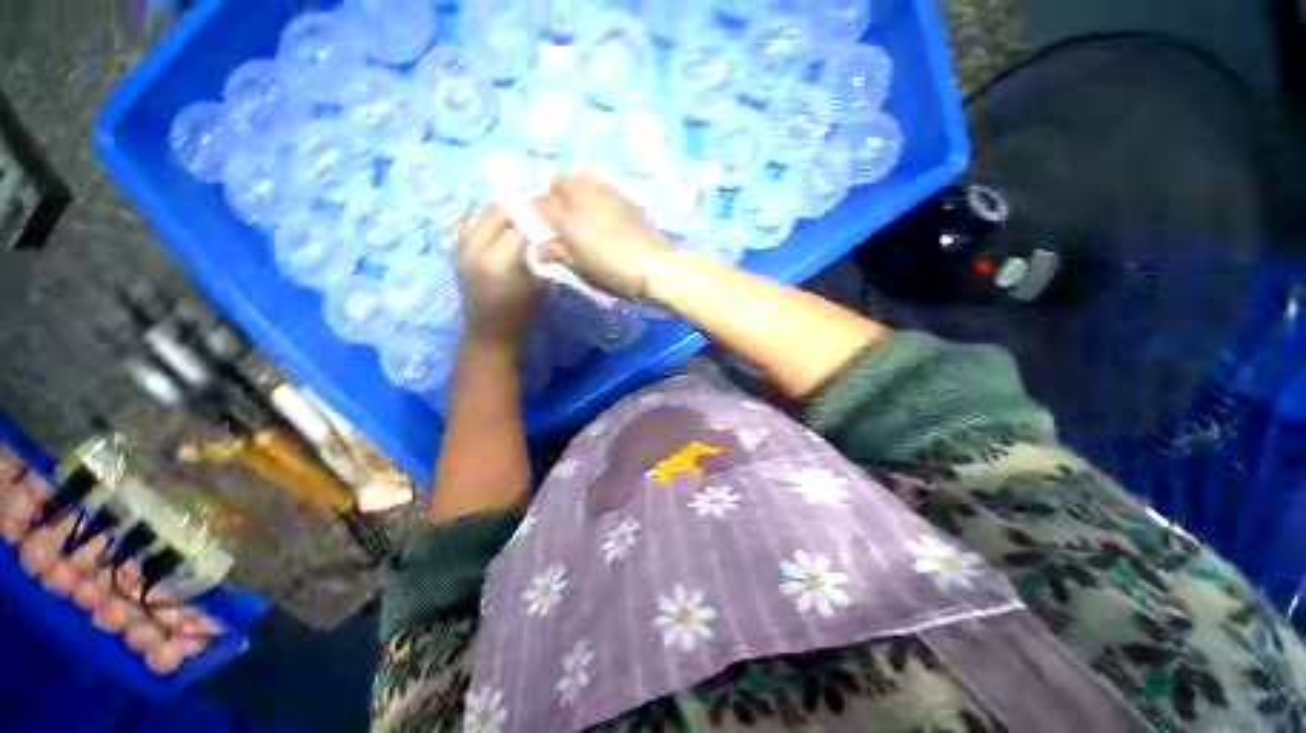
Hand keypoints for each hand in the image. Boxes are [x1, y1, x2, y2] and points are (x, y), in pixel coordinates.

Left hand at [453, 207, 538, 345]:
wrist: (488, 333)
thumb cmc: (519, 314)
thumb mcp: (537, 287)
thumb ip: (540, 258)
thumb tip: (546, 237)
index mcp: (497, 261)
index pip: (519, 227)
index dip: (536, 221)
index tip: (550, 221)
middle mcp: (475, 249)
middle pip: (495, 213)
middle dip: (517, 211)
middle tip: (535, 216)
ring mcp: (461, 249)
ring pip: (478, 213)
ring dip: (499, 212)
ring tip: (516, 219)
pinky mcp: (456, 253)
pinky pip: (465, 224)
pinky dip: (480, 219)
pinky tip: (494, 226)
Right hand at [535, 173, 673, 297]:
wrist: (655, 266)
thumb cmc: (615, 273)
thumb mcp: (584, 270)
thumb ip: (560, 255)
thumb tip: (540, 251)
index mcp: (569, 220)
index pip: (542, 203)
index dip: (537, 210)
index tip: (540, 222)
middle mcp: (584, 199)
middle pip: (560, 181)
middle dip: (554, 193)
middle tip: (558, 212)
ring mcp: (607, 194)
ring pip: (581, 177)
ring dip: (573, 186)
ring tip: (578, 206)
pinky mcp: (626, 198)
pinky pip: (602, 184)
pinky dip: (594, 189)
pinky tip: (600, 207)